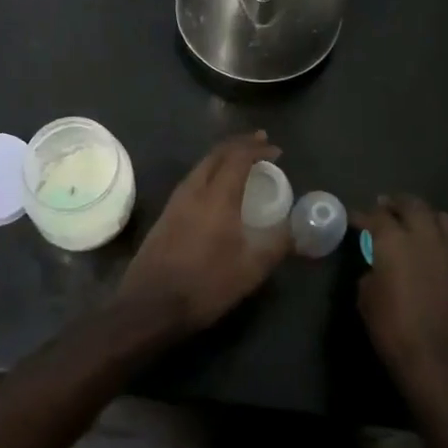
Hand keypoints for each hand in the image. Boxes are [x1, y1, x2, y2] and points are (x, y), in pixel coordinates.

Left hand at [119, 132, 288, 334]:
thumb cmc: (205, 285)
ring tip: (242, 161)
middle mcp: (194, 190)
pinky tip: (218, 187)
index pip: (238, 157)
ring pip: (202, 165)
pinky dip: (211, 171)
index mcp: (217, 196)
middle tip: (260, 142)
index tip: (276, 150)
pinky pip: (193, 179)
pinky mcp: (166, 213)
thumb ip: (276, 244)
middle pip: (217, 153)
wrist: (150, 304)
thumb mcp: (250, 270)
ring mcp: (176, 200)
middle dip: (240, 144)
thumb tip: (296, 229)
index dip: (257, 148)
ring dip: (224, 156)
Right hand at [356, 195, 447, 409]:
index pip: (375, 217)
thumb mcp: (367, 300)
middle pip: (411, 205)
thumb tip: (378, 269)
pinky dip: (437, 233)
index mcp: (394, 242)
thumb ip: (371, 274)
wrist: (441, 364)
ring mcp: (447, 252)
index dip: (361, 215)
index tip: (352, 217)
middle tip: (382, 206)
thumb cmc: (394, 332)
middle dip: (394, 203)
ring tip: (410, 220)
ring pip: (438, 216)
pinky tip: (427, 247)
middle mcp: (423, 238)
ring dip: (421, 213)